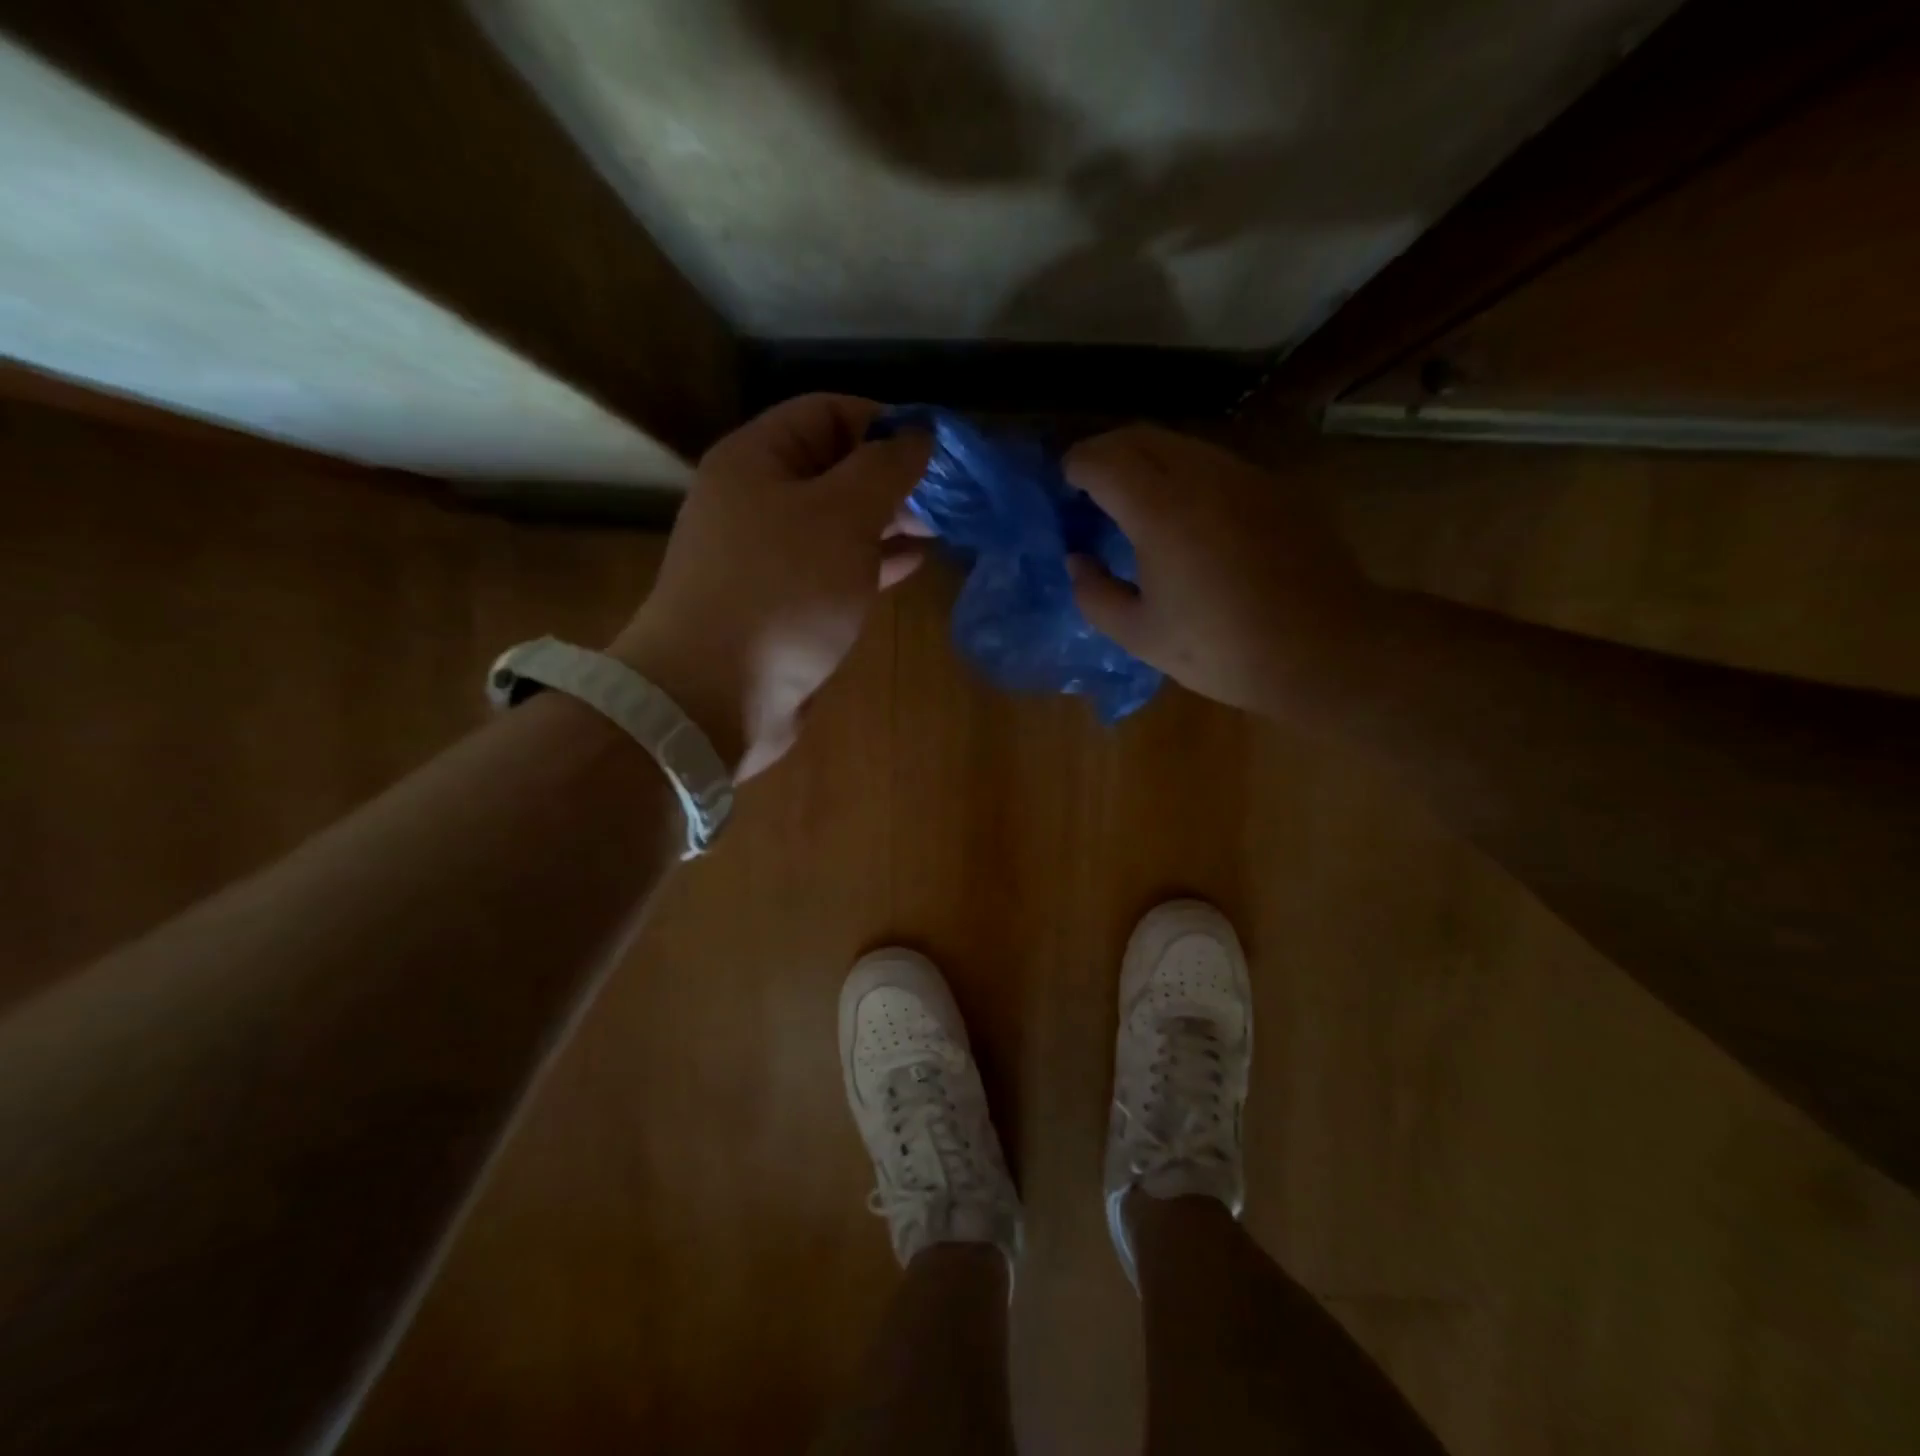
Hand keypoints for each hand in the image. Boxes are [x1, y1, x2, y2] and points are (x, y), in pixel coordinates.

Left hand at [609, 394, 930, 780]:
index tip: (937, 450)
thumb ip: (885, 469)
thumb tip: (919, 434)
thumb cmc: (781, 592)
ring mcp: (769, 557)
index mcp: (756, 460)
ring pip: (838, 523)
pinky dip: (873, 563)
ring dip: (888, 522)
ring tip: (939, 529)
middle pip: (834, 469)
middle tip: (947, 497)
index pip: (826, 412)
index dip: (884, 421)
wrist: (714, 696)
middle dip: (892, 478)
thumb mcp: (842, 516)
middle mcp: (757, 501)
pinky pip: (835, 568)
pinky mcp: (783, 605)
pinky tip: (912, 565)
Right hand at [1064, 425, 1383, 721]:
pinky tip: (1188, 515)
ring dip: (1147, 460)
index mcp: (1160, 509)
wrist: (1325, 648)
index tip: (1064, 484)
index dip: (1075, 466)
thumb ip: (1095, 594)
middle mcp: (1202, 475)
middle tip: (1090, 486)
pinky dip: (1185, 474)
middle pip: (1140, 436)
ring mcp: (1245, 475)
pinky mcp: (1275, 488)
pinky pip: (1216, 464)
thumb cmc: (1222, 648)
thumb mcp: (1140, 635)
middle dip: (1106, 452)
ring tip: (1135, 499)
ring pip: (1181, 444)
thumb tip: (1078, 561)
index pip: (1102, 460)